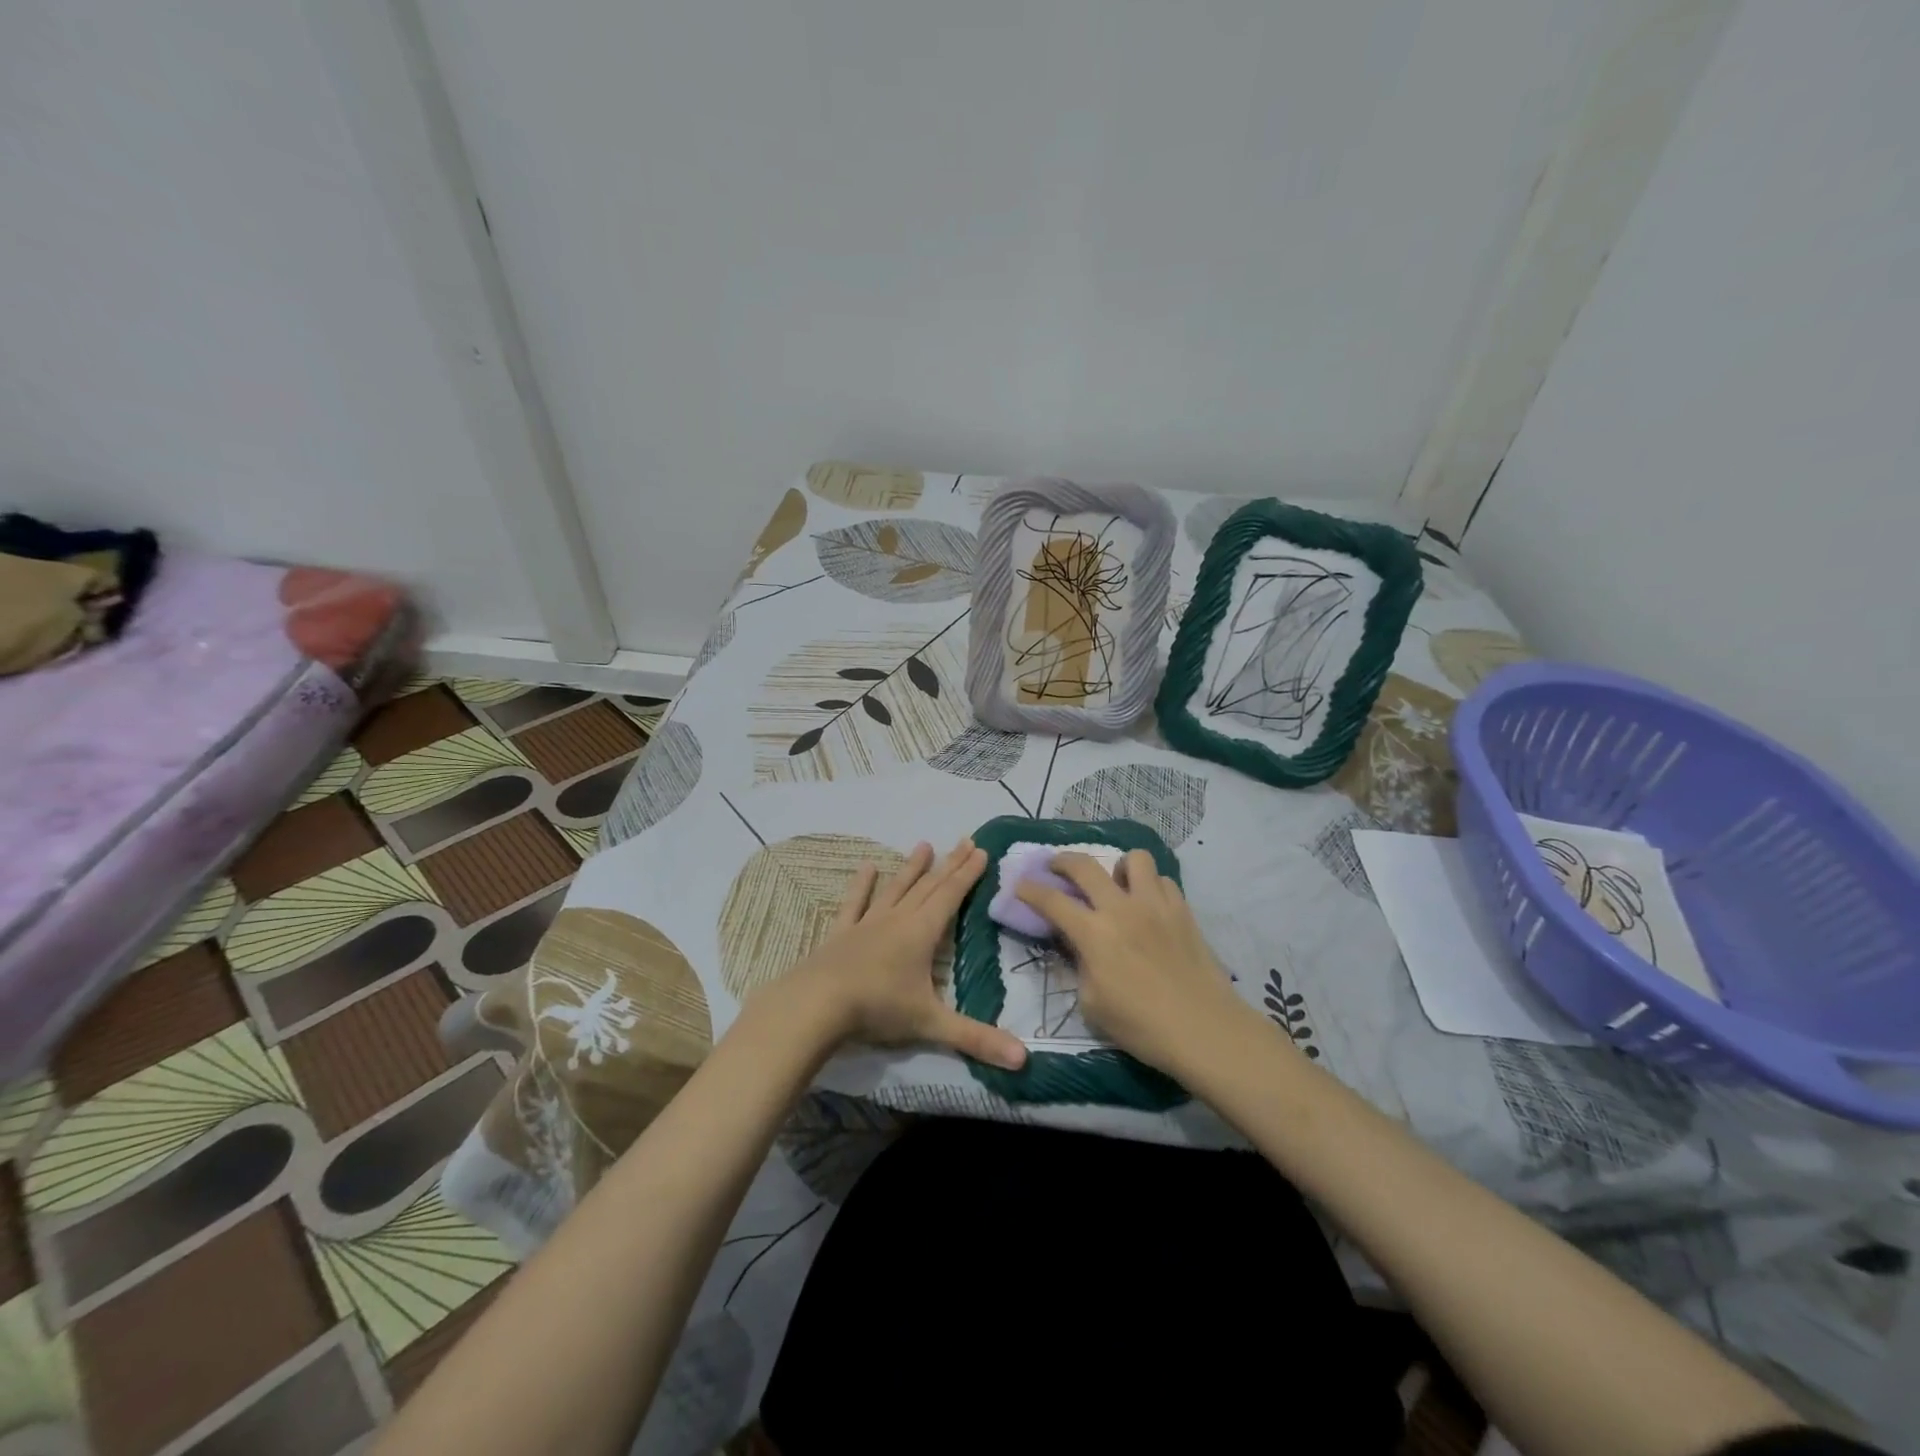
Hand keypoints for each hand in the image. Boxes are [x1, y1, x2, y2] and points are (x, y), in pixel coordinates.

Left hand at [775, 839, 1027, 1070]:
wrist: (816, 1004)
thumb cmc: (878, 1008)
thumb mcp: (931, 1024)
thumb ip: (976, 1039)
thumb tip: (1023, 1060)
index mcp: (922, 933)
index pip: (951, 896)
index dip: (968, 874)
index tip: (981, 850)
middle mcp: (898, 919)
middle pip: (929, 886)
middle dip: (949, 864)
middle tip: (965, 840)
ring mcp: (867, 923)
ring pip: (896, 889)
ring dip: (911, 868)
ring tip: (924, 845)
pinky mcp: (841, 932)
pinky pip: (855, 903)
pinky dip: (862, 885)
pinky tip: (866, 867)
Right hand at [1015, 850, 1258, 1076]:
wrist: (1205, 1030)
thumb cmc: (1142, 1026)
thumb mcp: (1092, 1004)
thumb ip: (1080, 967)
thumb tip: (1078, 947)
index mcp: (1094, 934)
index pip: (1051, 900)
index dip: (1029, 890)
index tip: (1019, 885)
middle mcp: (1122, 909)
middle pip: (1085, 866)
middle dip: (1062, 861)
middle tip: (1056, 868)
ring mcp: (1156, 905)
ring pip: (1133, 858)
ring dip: (1117, 867)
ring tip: (1116, 884)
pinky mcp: (1183, 910)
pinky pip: (1162, 881)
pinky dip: (1150, 886)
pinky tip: (1148, 905)